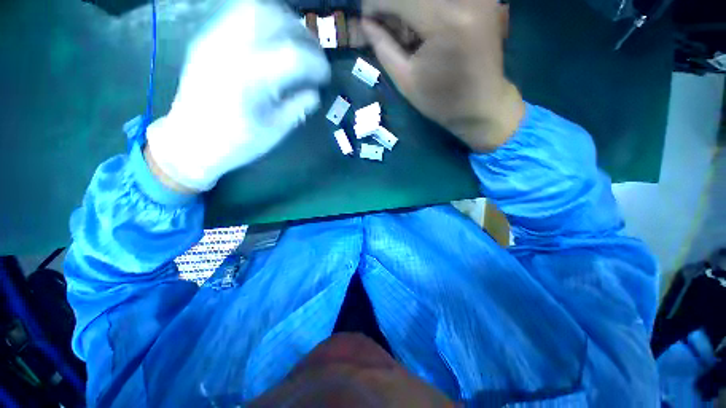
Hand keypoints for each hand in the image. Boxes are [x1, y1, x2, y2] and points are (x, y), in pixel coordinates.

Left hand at [147, 0, 330, 191]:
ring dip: (283, 22)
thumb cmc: (236, 142)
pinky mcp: (208, 41)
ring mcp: (215, 40)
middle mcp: (231, 50)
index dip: (317, 64)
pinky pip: (239, 16)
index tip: (326, 77)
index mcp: (250, 78)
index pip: (294, 56)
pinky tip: (272, 42)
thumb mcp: (274, 130)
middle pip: (274, 19)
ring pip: (255, 9)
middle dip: (302, 34)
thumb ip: (297, 107)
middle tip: (313, 55)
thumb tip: (315, 92)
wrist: (190, 141)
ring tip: (296, 42)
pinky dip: (264, 23)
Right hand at [362, 0, 523, 151]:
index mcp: (445, 22)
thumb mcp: (406, 81)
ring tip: (406, 27)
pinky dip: (427, 6)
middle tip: (386, 23)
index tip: (367, 19)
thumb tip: (365, 22)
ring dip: (410, 5)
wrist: (481, 105)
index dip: (376, 3)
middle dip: (392, 3)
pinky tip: (423, 23)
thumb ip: (383, 47)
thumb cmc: (441, 101)